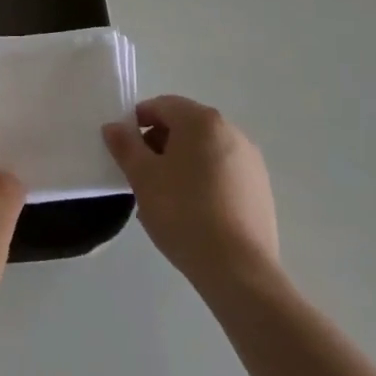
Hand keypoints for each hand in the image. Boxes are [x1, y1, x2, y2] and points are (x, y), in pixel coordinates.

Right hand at [103, 96, 279, 292]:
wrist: (238, 269)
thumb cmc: (183, 213)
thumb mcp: (143, 178)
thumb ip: (125, 146)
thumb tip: (114, 127)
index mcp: (202, 121)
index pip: (162, 105)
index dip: (138, 121)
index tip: (125, 149)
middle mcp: (231, 131)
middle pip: (186, 125)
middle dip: (160, 143)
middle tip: (142, 174)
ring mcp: (251, 161)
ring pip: (205, 150)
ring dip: (182, 162)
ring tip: (166, 196)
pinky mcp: (261, 189)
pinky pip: (224, 172)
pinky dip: (204, 180)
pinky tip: (194, 212)